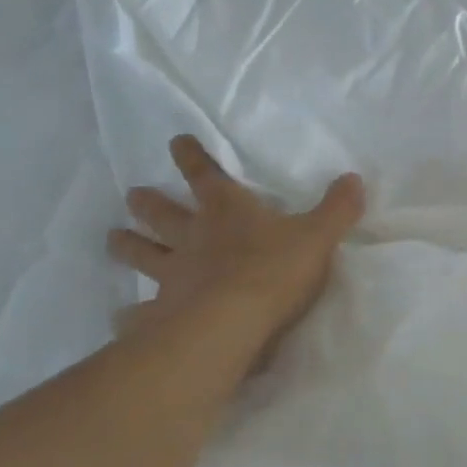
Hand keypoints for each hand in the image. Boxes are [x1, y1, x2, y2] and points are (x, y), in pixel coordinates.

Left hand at [107, 135, 364, 350]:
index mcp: (227, 212)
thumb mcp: (317, 236)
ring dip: (128, 247)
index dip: (191, 158)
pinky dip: (128, 316)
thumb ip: (337, 208)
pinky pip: (139, 315)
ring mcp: (172, 277)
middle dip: (149, 204)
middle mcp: (193, 239)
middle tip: (132, 195)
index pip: (205, 176)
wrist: (231, 325)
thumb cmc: (274, 271)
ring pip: (144, 256)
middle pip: (164, 216)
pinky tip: (119, 318)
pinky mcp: (161, 315)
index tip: (176, 142)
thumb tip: (354, 178)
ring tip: (112, 239)